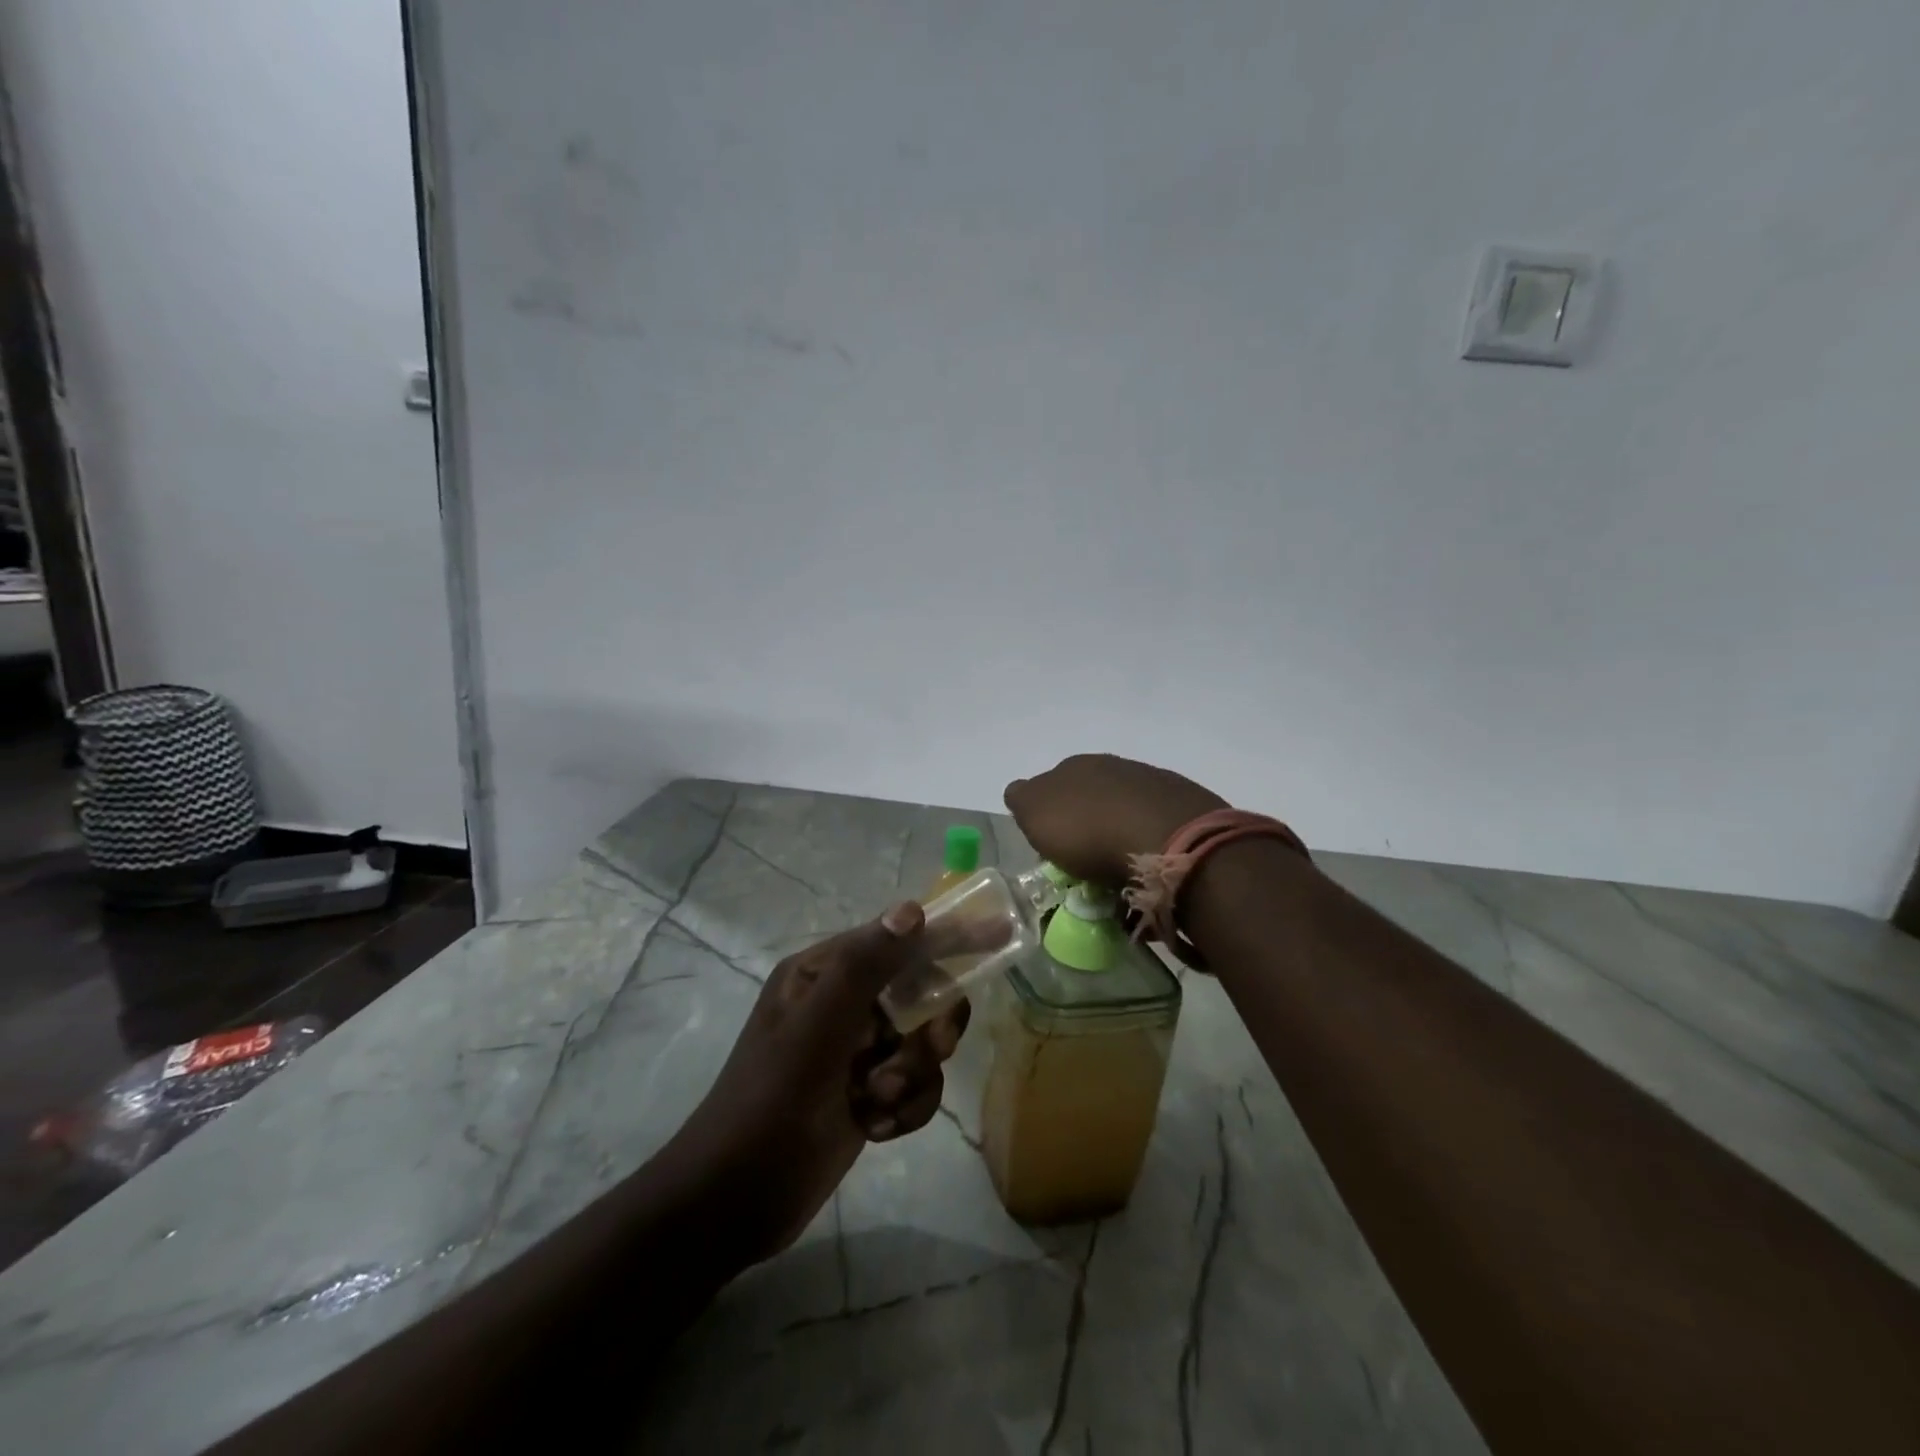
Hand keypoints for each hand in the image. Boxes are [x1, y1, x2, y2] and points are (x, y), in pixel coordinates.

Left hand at [663, 903, 967, 1265]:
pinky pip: (915, 1087)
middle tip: (929, 1048)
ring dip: (911, 1076)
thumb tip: (912, 910)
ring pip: (921, 1046)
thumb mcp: (817, 1027)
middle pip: (918, 995)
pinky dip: (904, 1108)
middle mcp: (842, 1005)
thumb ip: (865, 966)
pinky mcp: (867, 1095)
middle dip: (927, 1029)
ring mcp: (855, 1052)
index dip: (948, 937)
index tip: (999, 936)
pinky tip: (874, 1127)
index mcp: (822, 973)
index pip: (897, 940)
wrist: (735, 1201)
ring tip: (875, 1101)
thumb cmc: (772, 1100)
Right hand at [1003, 753, 1227, 887]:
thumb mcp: (1036, 815)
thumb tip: (1020, 792)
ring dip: (1119, 831)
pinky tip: (1149, 866)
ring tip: (1119, 869)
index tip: (1052, 843)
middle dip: (1086, 820)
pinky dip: (1149, 843)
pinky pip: (1157, 826)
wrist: (1168, 840)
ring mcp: (1153, 783)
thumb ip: (1024, 800)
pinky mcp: (1186, 806)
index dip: (1049, 813)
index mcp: (1074, 766)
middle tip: (1085, 858)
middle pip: (1091, 794)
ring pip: (1125, 808)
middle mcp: (1114, 766)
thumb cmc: (1089, 831)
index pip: (1050, 784)